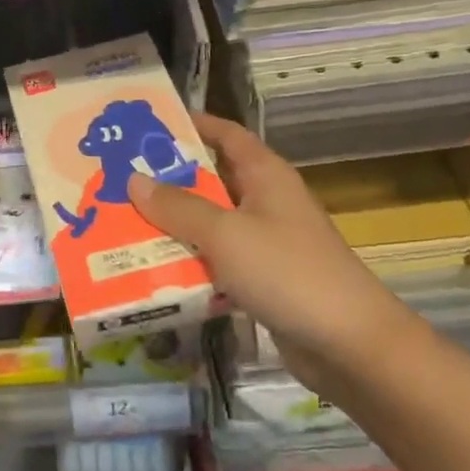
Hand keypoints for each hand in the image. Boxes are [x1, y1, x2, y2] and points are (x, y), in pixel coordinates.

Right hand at [127, 113, 405, 378]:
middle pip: (212, 179)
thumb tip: (133, 179)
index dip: (192, 125)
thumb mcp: (225, 234)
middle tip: (119, 177)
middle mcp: (266, 201)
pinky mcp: (263, 279)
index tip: (148, 126)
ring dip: (174, 224)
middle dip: (169, 178)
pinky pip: (218, 259)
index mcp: (265, 175)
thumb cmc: (287, 272)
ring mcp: (266, 242)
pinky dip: (190, 260)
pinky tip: (153, 268)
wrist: (350, 345)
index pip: (226, 134)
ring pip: (211, 223)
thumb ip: (178, 207)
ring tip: (123, 220)